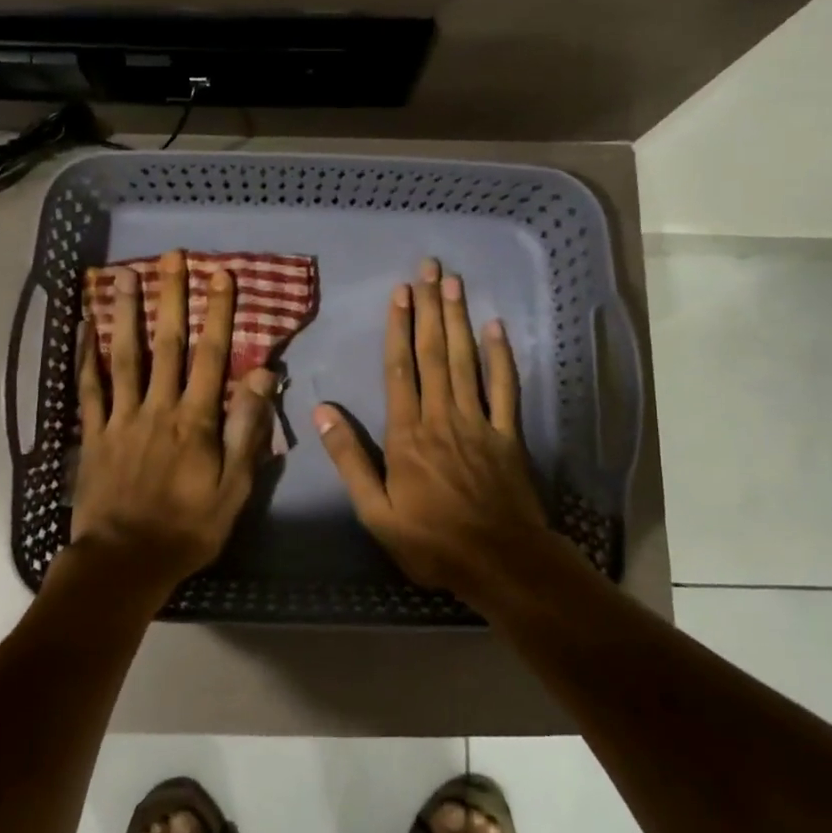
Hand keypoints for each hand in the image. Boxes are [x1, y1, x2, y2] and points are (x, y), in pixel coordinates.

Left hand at [71, 250, 275, 590]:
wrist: (125, 563)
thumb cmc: (188, 528)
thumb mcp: (234, 488)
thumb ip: (248, 430)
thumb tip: (263, 376)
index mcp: (195, 420)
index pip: (212, 356)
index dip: (218, 313)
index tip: (222, 276)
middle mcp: (157, 407)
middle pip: (166, 344)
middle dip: (171, 297)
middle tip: (171, 257)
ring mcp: (120, 418)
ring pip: (123, 356)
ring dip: (125, 313)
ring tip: (124, 275)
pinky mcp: (93, 434)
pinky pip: (87, 389)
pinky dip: (85, 357)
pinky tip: (84, 328)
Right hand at [314, 258, 551, 597]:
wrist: (501, 562)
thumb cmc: (431, 541)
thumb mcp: (376, 512)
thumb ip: (350, 460)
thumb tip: (323, 411)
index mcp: (407, 434)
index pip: (400, 369)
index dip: (399, 328)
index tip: (400, 293)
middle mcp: (442, 417)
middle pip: (434, 354)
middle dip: (430, 309)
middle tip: (429, 269)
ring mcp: (479, 422)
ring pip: (466, 361)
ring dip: (459, 320)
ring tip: (454, 283)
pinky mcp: (508, 434)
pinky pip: (505, 388)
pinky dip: (502, 357)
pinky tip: (497, 328)